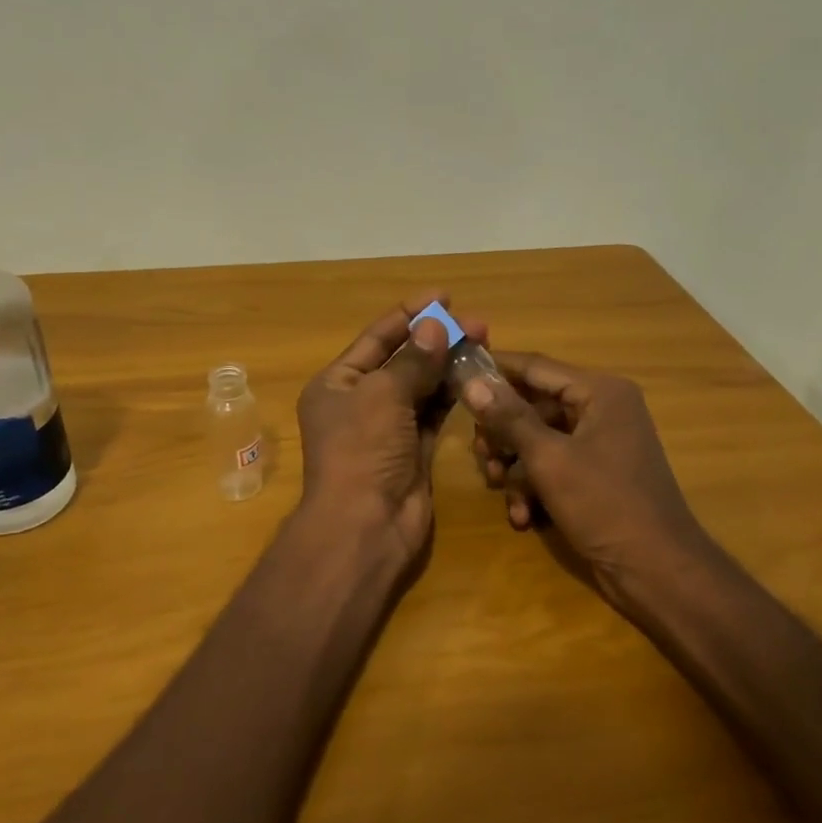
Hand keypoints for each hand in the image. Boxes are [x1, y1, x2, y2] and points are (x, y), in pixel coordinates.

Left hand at [297, 294, 478, 564]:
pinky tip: (477, 376)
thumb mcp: (383, 396)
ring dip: (449, 365)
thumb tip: (434, 326)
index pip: (376, 339)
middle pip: (402, 361)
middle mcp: (360, 402)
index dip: (409, 314)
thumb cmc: (362, 450)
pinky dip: (453, 395)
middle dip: (436, 339)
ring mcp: (388, 429)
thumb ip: (413, 361)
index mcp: (337, 383)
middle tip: (478, 324)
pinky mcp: (413, 451)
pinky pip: (434, 414)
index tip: (444, 296)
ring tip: (484, 343)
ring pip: (422, 387)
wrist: (365, 525)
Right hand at [464, 353, 708, 610]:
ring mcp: (599, 444)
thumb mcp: (549, 458)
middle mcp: (601, 410)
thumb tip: (472, 382)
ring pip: (538, 440)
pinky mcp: (595, 475)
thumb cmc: (604, 503)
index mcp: (599, 392)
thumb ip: (509, 418)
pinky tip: (523, 516)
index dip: (494, 370)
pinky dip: (534, 488)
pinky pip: (553, 466)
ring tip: (500, 489)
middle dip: (502, 433)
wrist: (655, 570)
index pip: (535, 367)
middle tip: (481, 455)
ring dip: (514, 466)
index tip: (455, 374)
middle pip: (533, 405)